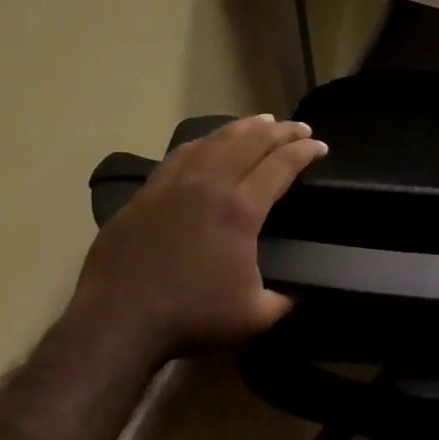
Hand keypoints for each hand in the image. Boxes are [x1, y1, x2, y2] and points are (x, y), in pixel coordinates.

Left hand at [71, 115, 327, 361]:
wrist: (118, 318)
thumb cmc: (190, 316)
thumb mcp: (253, 316)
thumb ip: (284, 300)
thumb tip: (301, 291)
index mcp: (240, 209)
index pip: (280, 165)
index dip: (304, 152)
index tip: (320, 146)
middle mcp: (210, 184)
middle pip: (251, 142)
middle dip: (281, 131)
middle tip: (299, 127)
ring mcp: (175, 182)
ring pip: (216, 140)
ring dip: (244, 127)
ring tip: (263, 121)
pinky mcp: (149, 190)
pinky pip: (183, 152)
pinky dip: (206, 140)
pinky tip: (211, 140)